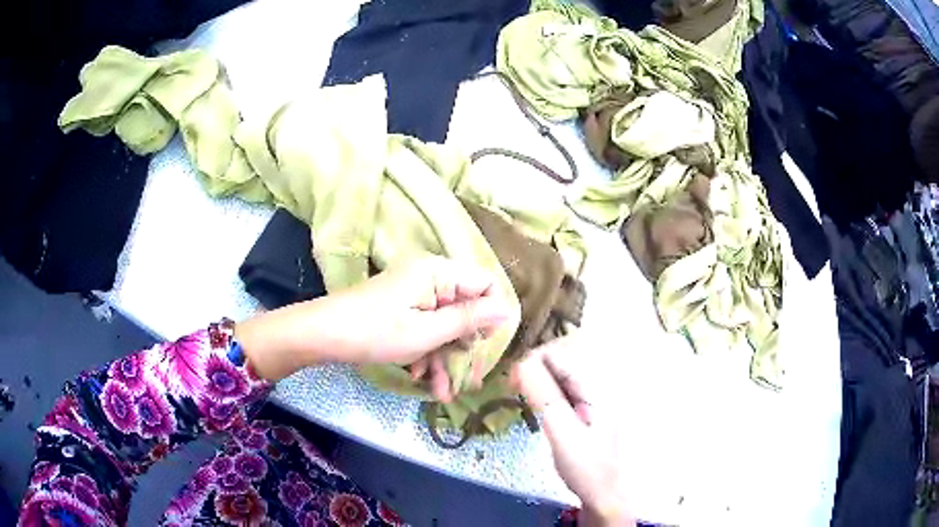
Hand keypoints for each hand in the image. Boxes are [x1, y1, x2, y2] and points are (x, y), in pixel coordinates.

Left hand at [236, 257, 513, 399]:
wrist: (322, 336)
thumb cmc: (375, 332)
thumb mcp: (427, 332)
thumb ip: (469, 320)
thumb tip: (507, 309)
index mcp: (438, 272)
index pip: (485, 284)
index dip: (492, 316)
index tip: (487, 347)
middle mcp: (430, 278)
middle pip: (466, 310)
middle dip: (466, 348)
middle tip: (468, 381)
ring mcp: (415, 294)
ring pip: (445, 325)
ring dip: (445, 358)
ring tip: (443, 394)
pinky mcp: (403, 309)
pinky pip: (426, 329)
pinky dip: (427, 353)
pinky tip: (421, 378)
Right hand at [512, 338, 633, 526]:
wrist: (604, 494)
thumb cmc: (587, 467)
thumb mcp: (563, 434)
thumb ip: (545, 398)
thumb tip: (522, 363)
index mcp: (596, 387)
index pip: (560, 354)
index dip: (532, 360)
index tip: (510, 379)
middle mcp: (597, 385)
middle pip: (559, 361)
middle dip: (533, 368)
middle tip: (511, 388)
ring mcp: (592, 398)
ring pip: (558, 375)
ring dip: (536, 379)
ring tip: (518, 393)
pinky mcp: (585, 410)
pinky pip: (561, 390)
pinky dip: (543, 392)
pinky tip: (533, 403)